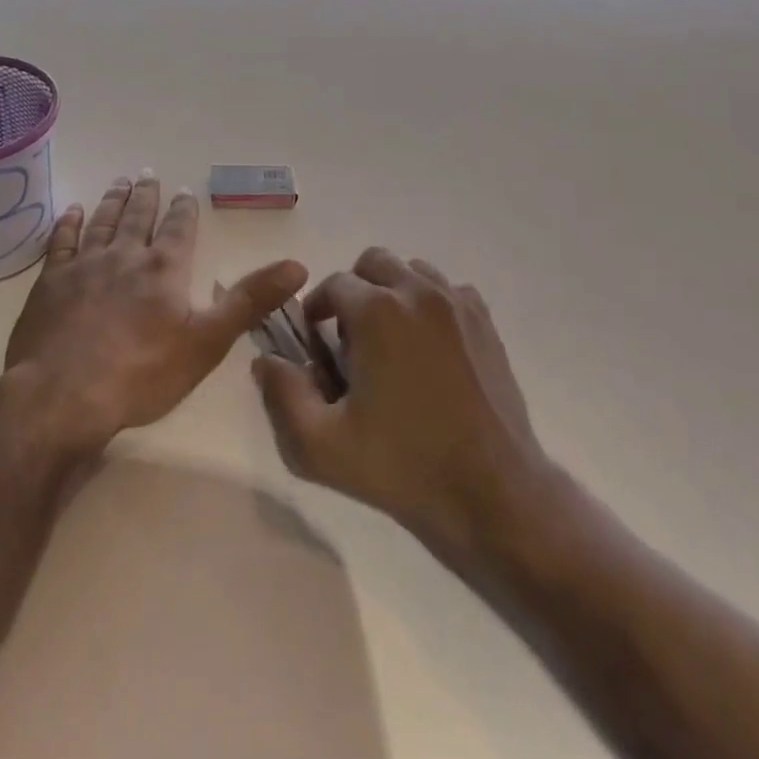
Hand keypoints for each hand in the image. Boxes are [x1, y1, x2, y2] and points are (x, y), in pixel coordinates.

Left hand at [4, 174, 307, 451]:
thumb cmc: (142, 373)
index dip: (185, 210)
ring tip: (120, 181)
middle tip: (148, 173)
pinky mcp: (51, 282)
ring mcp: (84, 265)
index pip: (179, 229)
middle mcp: (125, 256)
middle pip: (139, 217)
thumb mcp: (208, 341)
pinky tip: (72, 211)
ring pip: (103, 222)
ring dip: (113, 201)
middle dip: (147, 195)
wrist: (63, 395)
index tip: (185, 191)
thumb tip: (298, 265)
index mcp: (163, 269)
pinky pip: (61, 242)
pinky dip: (69, 224)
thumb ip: (251, 300)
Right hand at [252, 248, 550, 551]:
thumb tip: (265, 361)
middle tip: (352, 340)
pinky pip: (449, 291)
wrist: (494, 494)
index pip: (333, 285)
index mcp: (377, 311)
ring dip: (393, 293)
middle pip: (373, 263)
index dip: (318, 311)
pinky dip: (431, 305)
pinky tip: (430, 348)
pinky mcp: (485, 323)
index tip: (317, 345)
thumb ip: (283, 396)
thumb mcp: (321, 446)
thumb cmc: (403, 467)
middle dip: (355, 291)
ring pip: (412, 271)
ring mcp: (457, 304)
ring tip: (391, 342)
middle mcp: (417, 292)